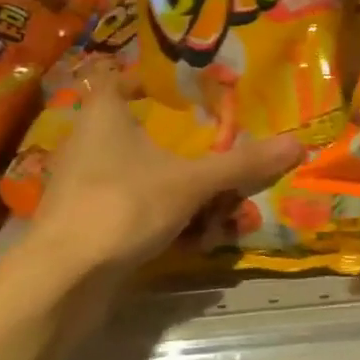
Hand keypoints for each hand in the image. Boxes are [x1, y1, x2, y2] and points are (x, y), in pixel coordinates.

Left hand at [12, 93, 299, 288]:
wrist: (61, 280)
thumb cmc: (123, 206)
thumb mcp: (192, 183)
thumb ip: (242, 164)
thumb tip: (298, 143)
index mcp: (103, 116)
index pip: (115, 79)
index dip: (145, 79)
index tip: (180, 87)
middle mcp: (85, 143)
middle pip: (128, 127)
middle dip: (167, 137)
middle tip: (207, 140)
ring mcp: (79, 185)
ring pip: (129, 170)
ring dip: (165, 179)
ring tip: (206, 193)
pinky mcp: (81, 222)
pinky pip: (124, 204)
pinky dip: (152, 211)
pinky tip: (184, 232)